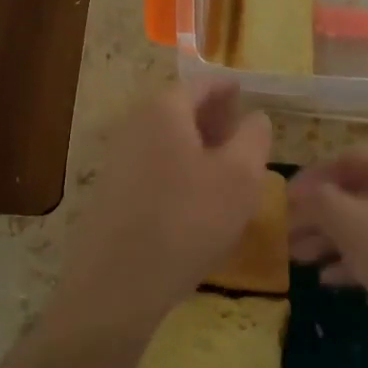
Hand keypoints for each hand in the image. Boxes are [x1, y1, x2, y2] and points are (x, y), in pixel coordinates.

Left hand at [49, 82, 271, 339]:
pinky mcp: (112, 192)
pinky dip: (180, 171)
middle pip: (182, 109)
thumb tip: (255, 116)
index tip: (250, 98)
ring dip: (200, 148)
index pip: (203, 83)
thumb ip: (254, 137)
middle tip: (245, 138)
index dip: (230, 89)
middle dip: (216, 119)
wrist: (117, 284)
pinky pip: (155, 167)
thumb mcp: (240, 176)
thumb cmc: (187, 220)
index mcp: (164, 109)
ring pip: (169, 141)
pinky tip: (199, 202)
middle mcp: (135, 124)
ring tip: (229, 172)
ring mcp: (118, 159)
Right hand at [289, 147, 367, 356]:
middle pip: (354, 193)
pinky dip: (354, 260)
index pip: (344, 159)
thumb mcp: (351, 223)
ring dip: (330, 239)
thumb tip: (303, 192)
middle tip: (285, 236)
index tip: (283, 200)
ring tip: (299, 260)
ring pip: (365, 224)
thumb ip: (319, 201)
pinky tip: (331, 280)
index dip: (311, 176)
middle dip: (316, 214)